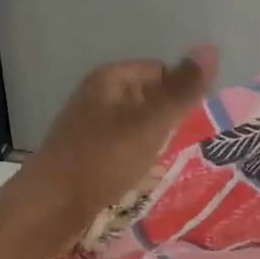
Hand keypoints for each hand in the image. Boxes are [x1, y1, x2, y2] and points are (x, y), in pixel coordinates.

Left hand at [17, 45, 219, 240]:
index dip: (180, 95)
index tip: (191, 125)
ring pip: (137, 128)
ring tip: (163, 167)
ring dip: (154, 146)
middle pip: (149, 100)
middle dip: (168, 123)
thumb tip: (211, 48)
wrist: (48, 209)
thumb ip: (182, 90)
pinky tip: (141, 180)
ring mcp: (89, 127)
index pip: (161, 71)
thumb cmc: (101, 160)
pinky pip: (122, 150)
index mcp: (110, 79)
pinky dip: (135, 162)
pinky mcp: (86, 155)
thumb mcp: (150, 124)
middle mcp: (98, 96)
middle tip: (181, 148)